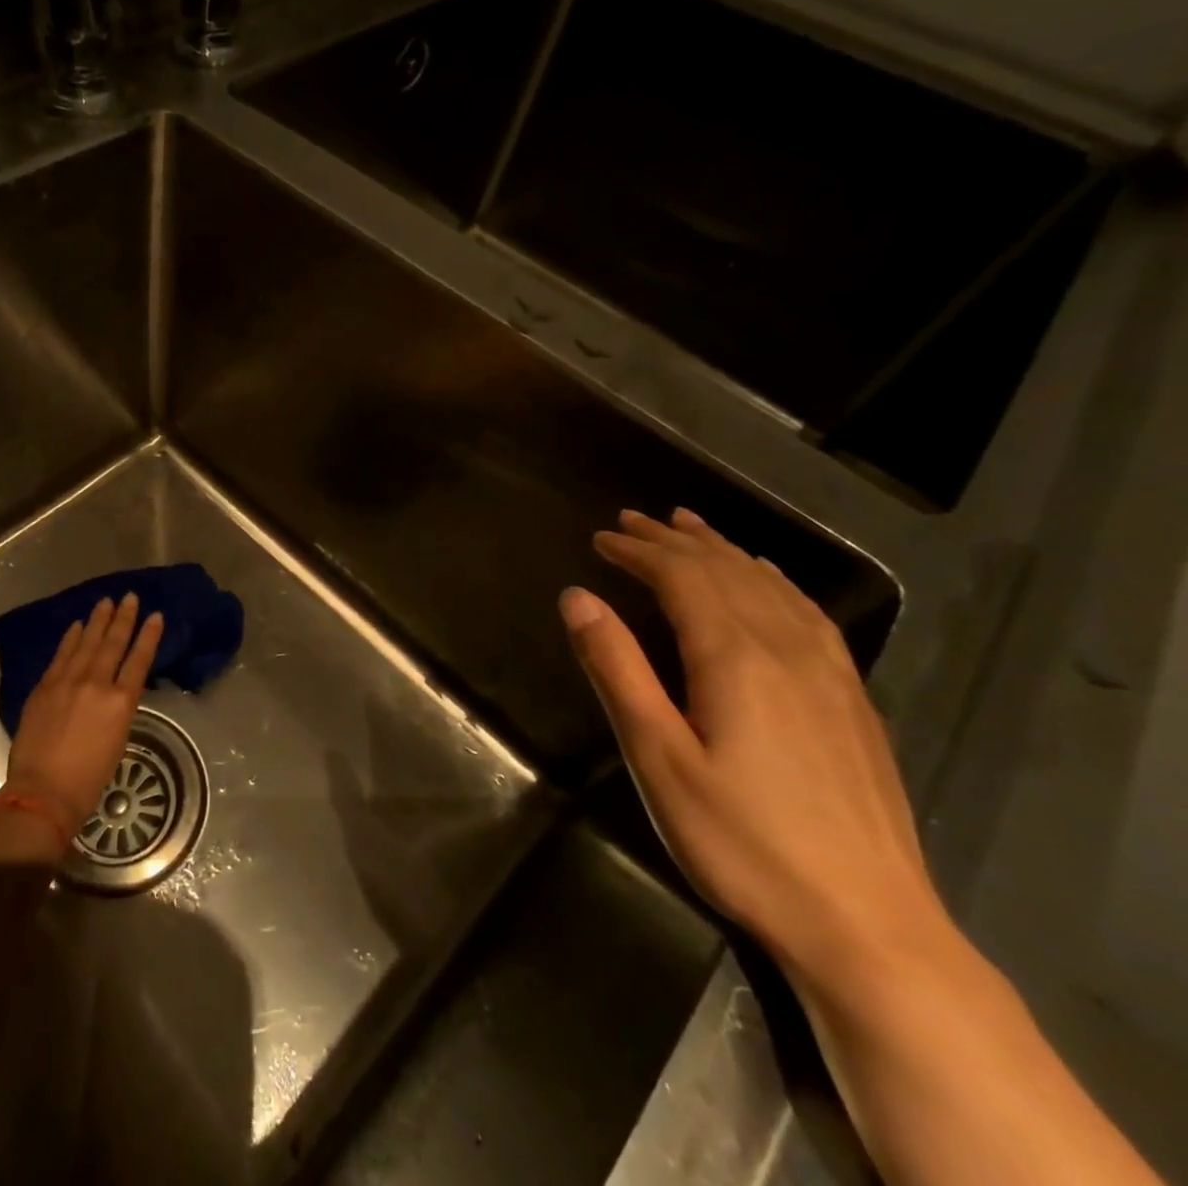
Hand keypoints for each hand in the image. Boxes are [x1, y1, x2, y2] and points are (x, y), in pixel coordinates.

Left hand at [0, 594, 164, 855]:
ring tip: (106, 602)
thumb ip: (116, 709)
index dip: (148, 636)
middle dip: (123, 618)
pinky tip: (77, 625)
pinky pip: (61, 655)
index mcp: (121, 702)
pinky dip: (70, 638)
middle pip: (113, 643)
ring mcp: (68, 682)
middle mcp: (97, 684)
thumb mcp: (117, 741)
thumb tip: (111, 692)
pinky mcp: (45, 686)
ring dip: (97, 621)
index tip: (155, 616)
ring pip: (87, 643)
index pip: (139, 660)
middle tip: (129, 597)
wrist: (43, 792)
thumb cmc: (88, 779)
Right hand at [559, 508, 947, 986]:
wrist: (868, 926)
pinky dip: (774, 580)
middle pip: (725, 570)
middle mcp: (785, 648)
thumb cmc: (740, 841)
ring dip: (723, 550)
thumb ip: (617, 669)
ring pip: (770, 585)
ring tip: (690, 527)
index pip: (681, 577)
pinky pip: (808, 613)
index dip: (639, 550)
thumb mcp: (657, 757)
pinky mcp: (851, 700)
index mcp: (734, 657)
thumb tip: (577, 597)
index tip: (600, 538)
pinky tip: (768, 579)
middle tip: (632, 520)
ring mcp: (828, 673)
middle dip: (674, 540)